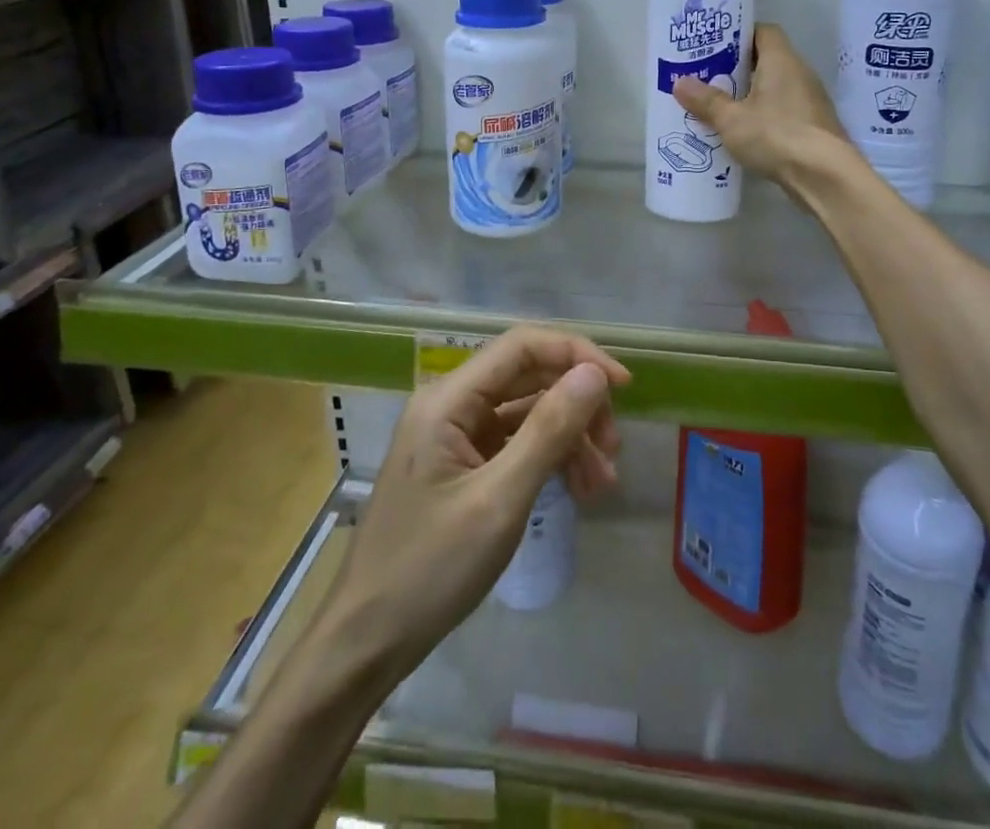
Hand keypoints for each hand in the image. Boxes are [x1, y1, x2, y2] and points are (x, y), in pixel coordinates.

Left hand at [324, 325, 629, 669]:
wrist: (367, 643)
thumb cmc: (429, 570)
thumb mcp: (499, 500)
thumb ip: (548, 430)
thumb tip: (594, 373)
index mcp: (449, 399)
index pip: (523, 346)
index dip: (577, 354)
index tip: (622, 386)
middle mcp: (451, 404)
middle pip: (529, 377)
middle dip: (577, 405)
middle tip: (613, 448)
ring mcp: (456, 436)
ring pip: (528, 412)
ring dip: (570, 437)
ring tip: (602, 483)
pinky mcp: (463, 465)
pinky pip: (516, 443)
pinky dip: (550, 459)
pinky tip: (578, 490)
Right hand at [674, 24, 851, 193]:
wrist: (825, 176)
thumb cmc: (776, 135)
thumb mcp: (731, 119)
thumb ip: (706, 101)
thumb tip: (679, 82)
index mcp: (782, 60)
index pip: (763, 31)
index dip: (739, 35)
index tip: (714, 45)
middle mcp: (800, 73)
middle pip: (767, 60)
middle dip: (737, 68)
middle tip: (707, 77)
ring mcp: (809, 101)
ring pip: (774, 88)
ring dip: (749, 94)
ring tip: (718, 105)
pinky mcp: (812, 126)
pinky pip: (782, 111)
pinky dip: (762, 116)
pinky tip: (742, 132)